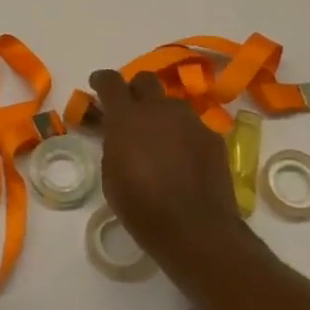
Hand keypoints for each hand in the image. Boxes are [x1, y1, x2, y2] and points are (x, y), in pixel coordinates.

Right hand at [91, 70, 250, 282]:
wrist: (196, 229)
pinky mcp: (212, 136)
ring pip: (171, 104)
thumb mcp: (111, 177)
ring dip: (162, 115)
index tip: (97, 85)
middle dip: (136, 90)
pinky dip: (184, 136)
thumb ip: (113, 145)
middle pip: (146, 80)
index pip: (110, 81)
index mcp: (126, 117)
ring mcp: (189, 119)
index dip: (102, 80)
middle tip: (131, 111)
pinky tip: (184, 160)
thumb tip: (119, 135)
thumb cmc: (142, 208)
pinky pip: (192, 126)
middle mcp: (159, 109)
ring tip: (161, 141)